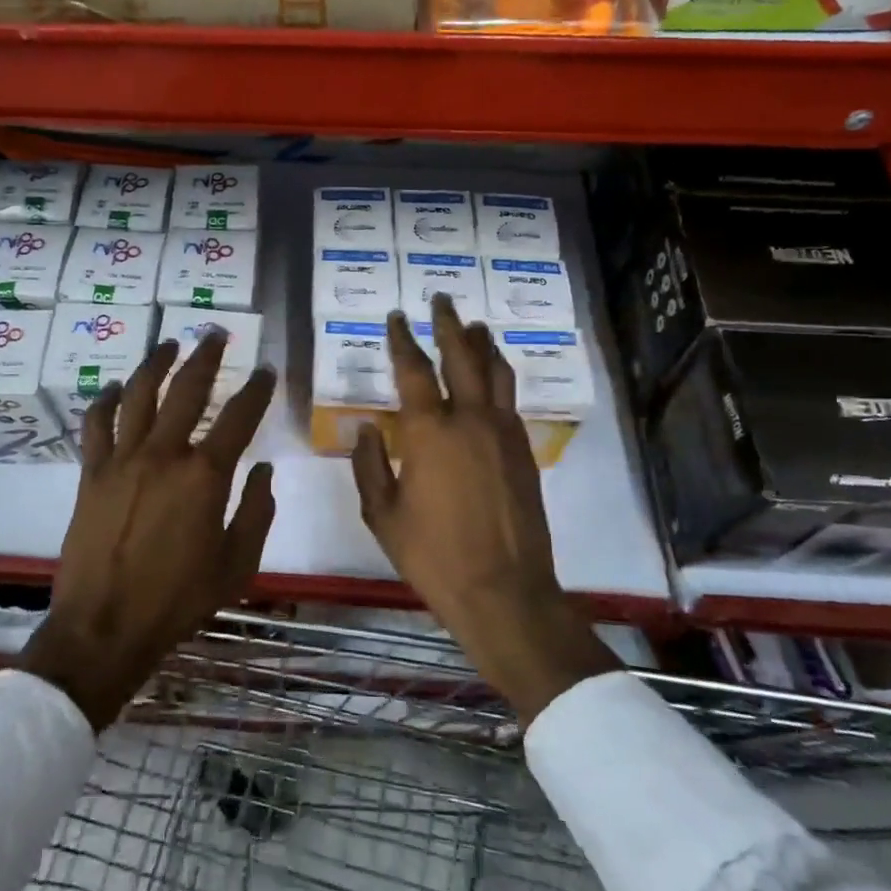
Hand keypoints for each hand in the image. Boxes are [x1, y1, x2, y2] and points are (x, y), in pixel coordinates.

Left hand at [20, 332, 276, 729]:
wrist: (105, 627)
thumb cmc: (178, 600)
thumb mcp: (236, 565)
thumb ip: (256, 512)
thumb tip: (264, 470)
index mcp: (205, 476)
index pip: (239, 417)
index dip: (257, 389)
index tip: (266, 370)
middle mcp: (164, 455)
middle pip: (187, 389)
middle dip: (206, 356)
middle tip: (216, 333)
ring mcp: (123, 460)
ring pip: (139, 394)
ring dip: (157, 363)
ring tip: (170, 343)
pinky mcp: (92, 473)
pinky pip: (97, 424)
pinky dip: (106, 400)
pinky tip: (116, 386)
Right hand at [352, 294, 617, 722]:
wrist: (503, 590)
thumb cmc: (432, 555)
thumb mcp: (382, 514)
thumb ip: (369, 465)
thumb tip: (367, 427)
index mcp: (429, 432)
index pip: (413, 370)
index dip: (403, 339)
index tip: (397, 317)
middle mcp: (470, 420)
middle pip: (462, 356)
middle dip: (449, 324)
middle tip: (441, 299)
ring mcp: (503, 432)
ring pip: (496, 372)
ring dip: (483, 343)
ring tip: (474, 325)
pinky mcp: (523, 451)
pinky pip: (511, 399)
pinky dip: (501, 376)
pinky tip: (494, 377)